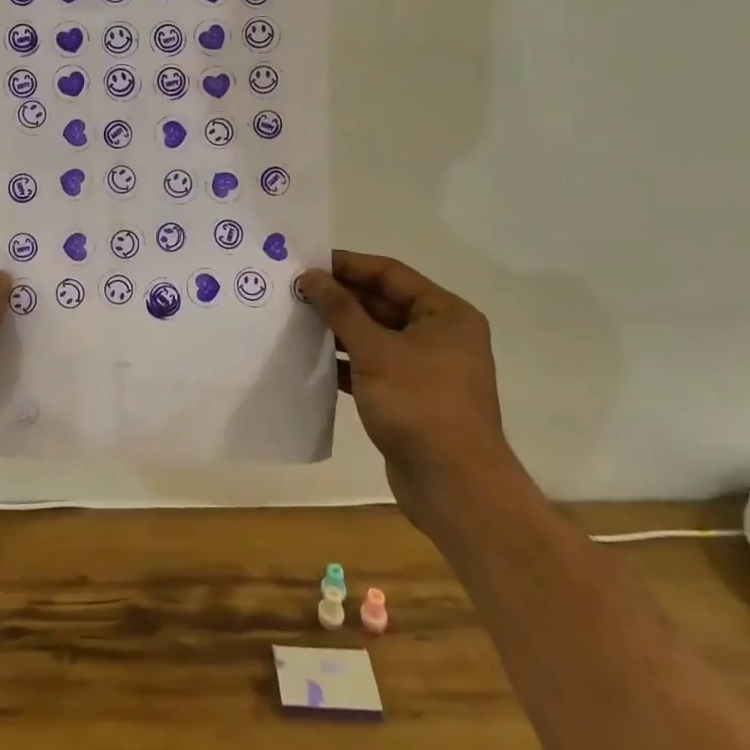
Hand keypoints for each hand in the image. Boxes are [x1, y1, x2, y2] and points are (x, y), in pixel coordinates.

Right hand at [301, 250, 511, 528]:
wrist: (455, 488)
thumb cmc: (419, 404)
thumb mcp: (374, 350)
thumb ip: (340, 309)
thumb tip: (309, 276)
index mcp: (445, 314)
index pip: (389, 274)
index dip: (347, 265)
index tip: (307, 261)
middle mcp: (441, 335)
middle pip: (382, 303)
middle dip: (340, 298)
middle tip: (294, 291)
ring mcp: (427, 368)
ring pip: (376, 336)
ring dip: (339, 329)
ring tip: (296, 320)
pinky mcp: (412, 397)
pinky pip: (374, 366)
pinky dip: (347, 361)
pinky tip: (313, 360)